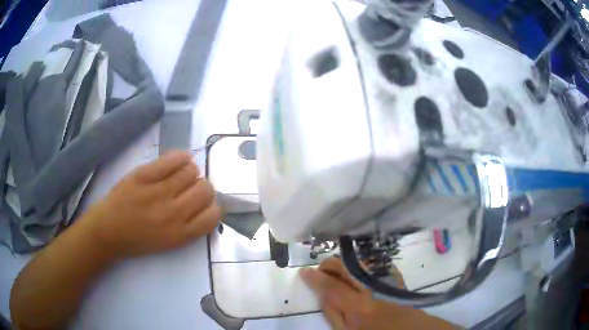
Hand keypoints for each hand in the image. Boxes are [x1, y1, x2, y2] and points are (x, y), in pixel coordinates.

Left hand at [84, 151, 220, 257]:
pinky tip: (179, 161)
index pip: (214, 214)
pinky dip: (181, 157)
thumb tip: (208, 204)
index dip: (212, 206)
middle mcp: (174, 213)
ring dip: (190, 173)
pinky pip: (173, 159)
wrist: (109, 230)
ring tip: (180, 176)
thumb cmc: (139, 240)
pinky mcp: (144, 175)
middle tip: (191, 189)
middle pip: (206, 190)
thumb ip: (191, 227)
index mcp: (181, 234)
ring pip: (191, 172)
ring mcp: (158, 192)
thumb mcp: (170, 243)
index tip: (204, 205)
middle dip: (203, 188)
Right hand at [300, 257, 456, 329]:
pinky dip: (359, 267)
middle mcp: (371, 288)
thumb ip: (334, 315)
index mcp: (357, 306)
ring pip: (358, 263)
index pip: (330, 286)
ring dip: (343, 265)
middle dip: (329, 265)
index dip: (314, 278)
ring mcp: (384, 280)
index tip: (304, 272)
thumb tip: (323, 296)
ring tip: (335, 272)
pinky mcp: (393, 277)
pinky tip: (356, 274)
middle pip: (345, 267)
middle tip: (320, 270)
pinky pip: (372, 266)